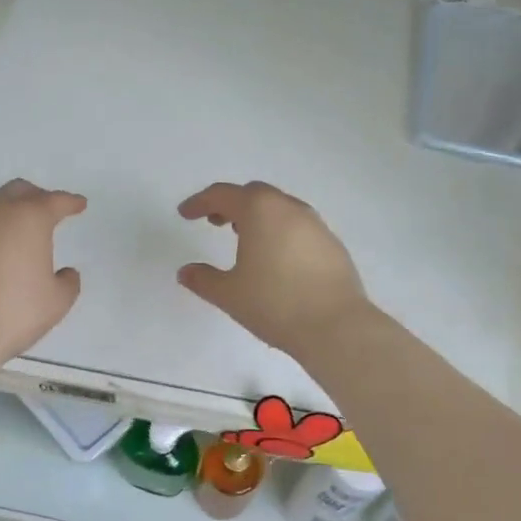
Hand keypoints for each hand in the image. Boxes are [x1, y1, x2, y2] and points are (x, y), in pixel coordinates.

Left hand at [0, 179, 86, 362]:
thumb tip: (65, 272)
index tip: (79, 205)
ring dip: (3, 204)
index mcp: (30, 218)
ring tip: (9, 222)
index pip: (55, 201)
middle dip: (36, 198)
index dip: (70, 202)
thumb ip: (68, 281)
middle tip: (46, 212)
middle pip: (19, 190)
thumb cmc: (14, 313)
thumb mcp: (57, 302)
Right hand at [176, 181, 371, 355]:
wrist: (336, 326)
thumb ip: (203, 279)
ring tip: (243, 239)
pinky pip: (298, 226)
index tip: (185, 214)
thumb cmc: (274, 304)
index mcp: (259, 211)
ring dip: (257, 216)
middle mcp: (289, 208)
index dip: (199, 202)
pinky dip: (279, 231)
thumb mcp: (229, 294)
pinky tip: (275, 258)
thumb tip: (185, 272)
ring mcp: (315, 224)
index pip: (222, 195)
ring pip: (279, 208)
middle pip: (254, 194)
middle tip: (214, 222)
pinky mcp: (332, 244)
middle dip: (230, 204)